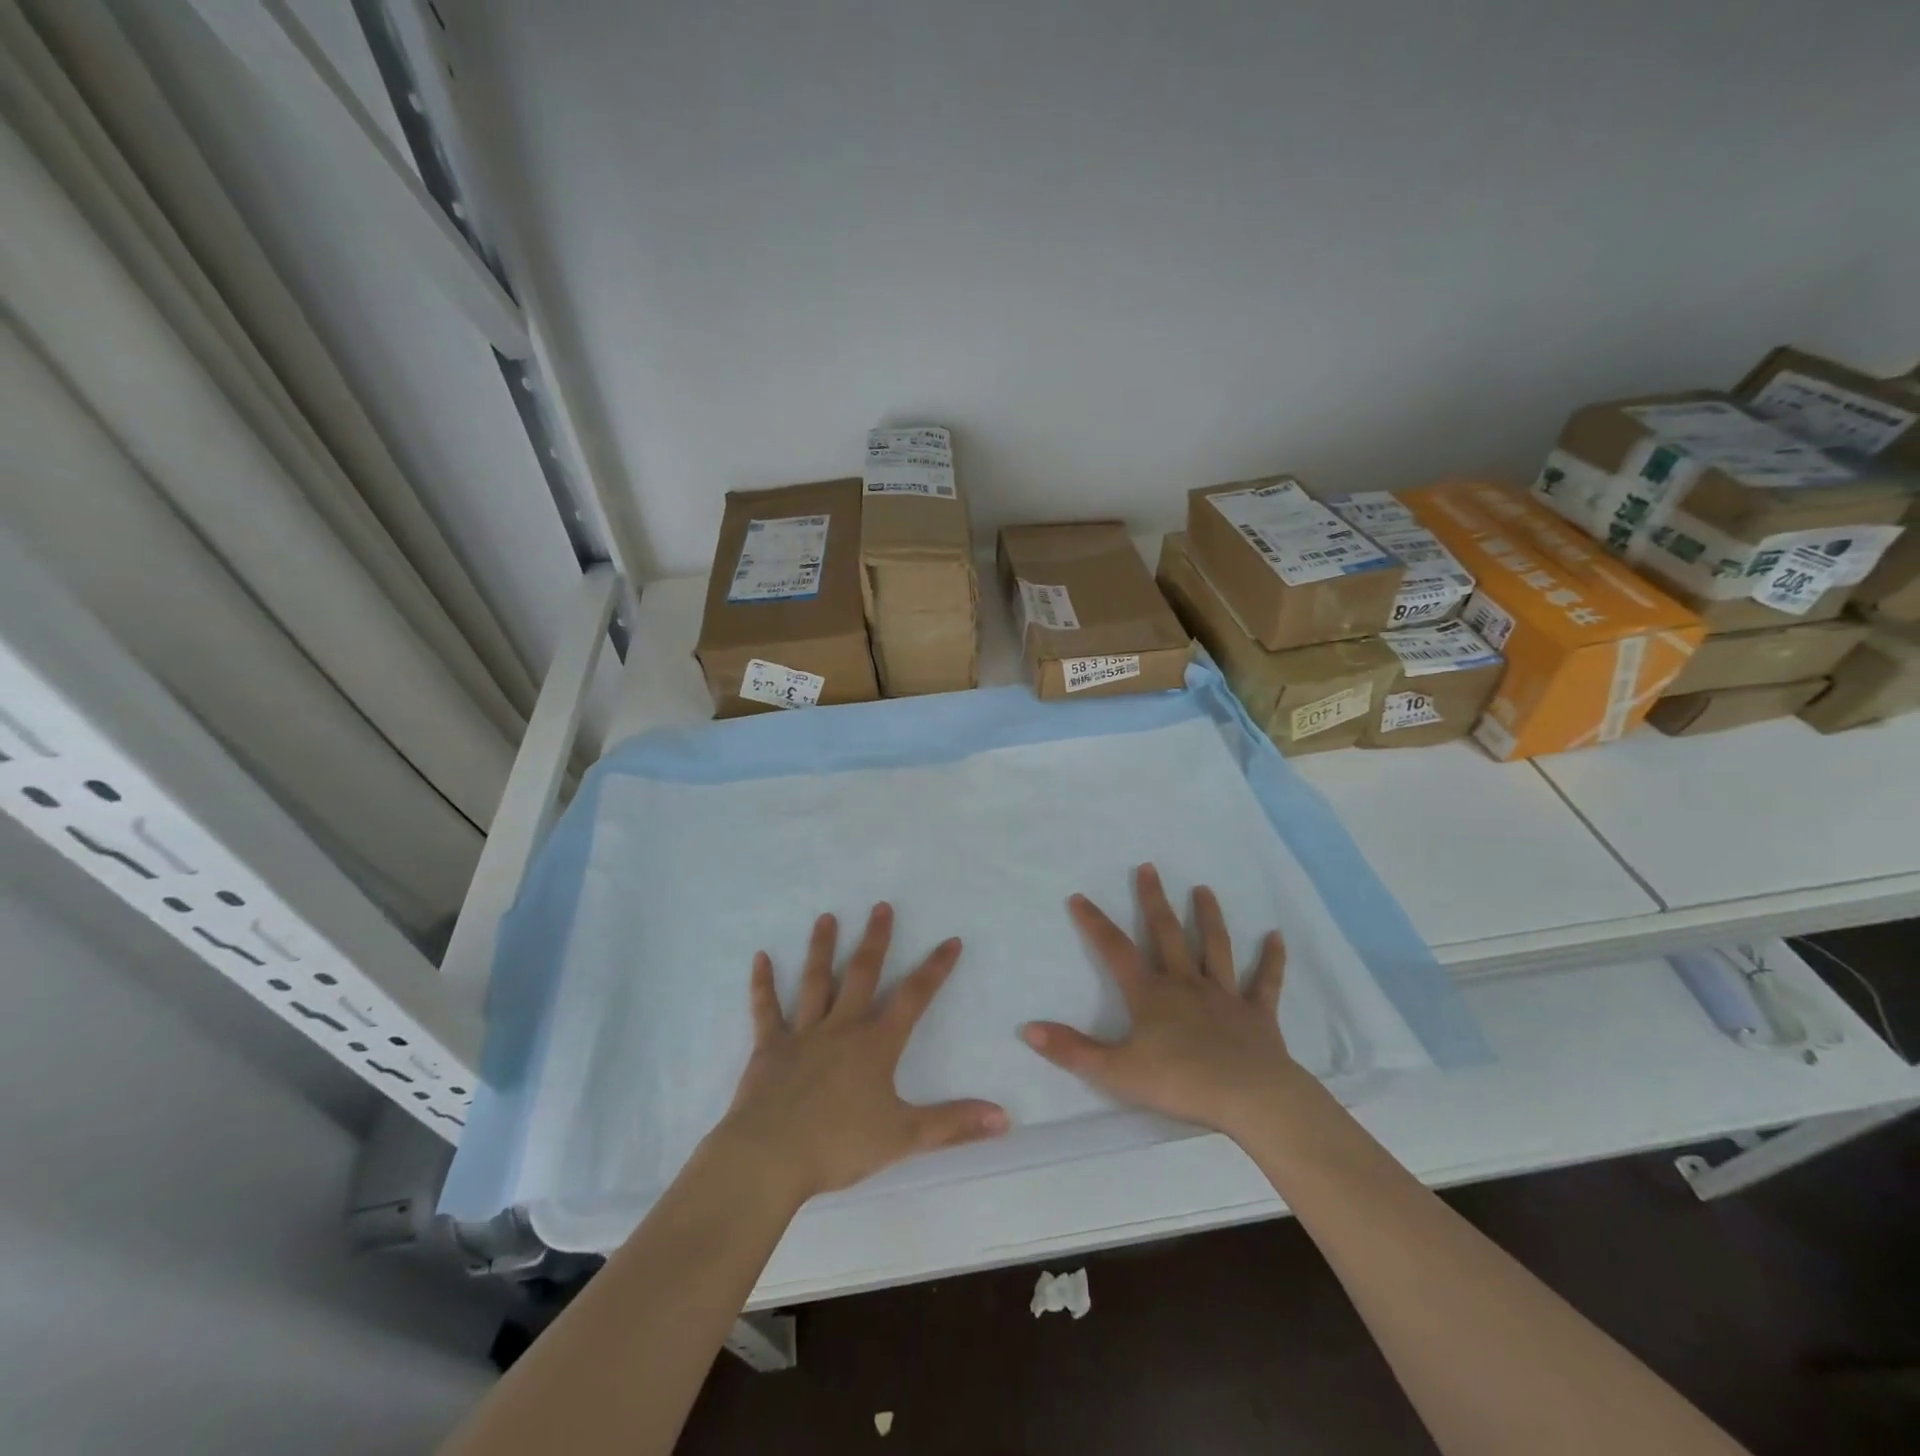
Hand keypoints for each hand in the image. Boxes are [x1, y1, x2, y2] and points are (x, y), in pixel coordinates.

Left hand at [714, 903, 1008, 1202]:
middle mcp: (841, 1027)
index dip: (935, 968)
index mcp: (876, 1044)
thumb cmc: (839, 1145)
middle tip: (881, 906)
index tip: (951, 940)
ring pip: (816, 981)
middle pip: (862, 974)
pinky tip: (760, 957)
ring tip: (826, 917)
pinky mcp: (769, 1047)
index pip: (914, 997)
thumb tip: (1005, 1117)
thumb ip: (954, 1124)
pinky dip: (762, 983)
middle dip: (876, 939)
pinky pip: (766, 1009)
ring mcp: (802, 1033)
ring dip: (822, 948)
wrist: (770, 1158)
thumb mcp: (905, 1137)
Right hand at [1022, 863, 1304, 1140]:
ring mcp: (1224, 996)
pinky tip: (1276, 937)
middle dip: (1154, 900)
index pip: (1115, 950)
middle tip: (1149, 867)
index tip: (1079, 896)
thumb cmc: (1179, 1082)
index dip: (1095, 923)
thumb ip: (1072, 1050)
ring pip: (1215, 948)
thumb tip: (1027, 1029)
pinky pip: (1265, 983)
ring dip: (1208, 917)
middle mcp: (1186, 984)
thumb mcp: (1116, 1071)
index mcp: (1151, 994)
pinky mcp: (1257, 1014)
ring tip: (1204, 889)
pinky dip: (1272, 960)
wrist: (1249, 1098)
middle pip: (1167, 934)